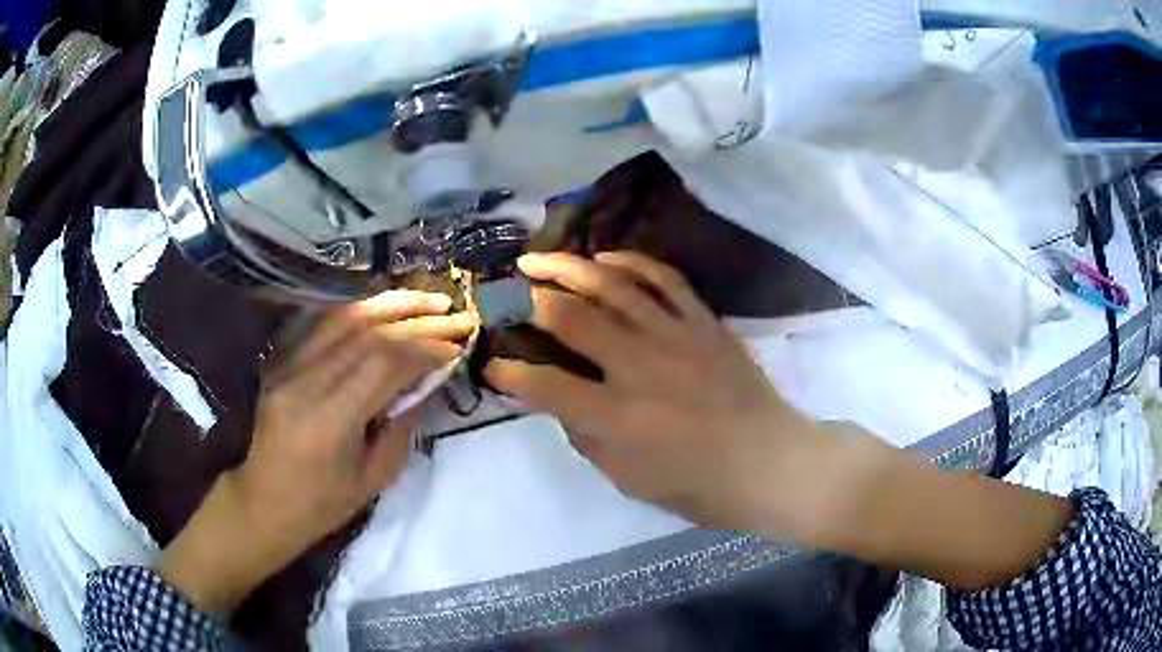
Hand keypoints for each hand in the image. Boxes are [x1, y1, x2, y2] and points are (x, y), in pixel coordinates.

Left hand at [158, 292, 475, 615]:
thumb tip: (430, 379)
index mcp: (329, 420)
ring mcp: (288, 367)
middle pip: (367, 334)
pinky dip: (360, 311)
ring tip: (428, 299)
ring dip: (391, 304)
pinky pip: (324, 325)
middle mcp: (305, 383)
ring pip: (344, 318)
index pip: (384, 364)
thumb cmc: (323, 504)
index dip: (425, 348)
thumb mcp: (374, 477)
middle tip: (455, 314)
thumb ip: (402, 424)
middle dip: (417, 320)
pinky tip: (385, 307)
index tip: (457, 345)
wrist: (265, 502)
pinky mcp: (282, 362)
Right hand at [484, 252, 852, 540]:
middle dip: (526, 302)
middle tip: (504, 293)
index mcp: (618, 417)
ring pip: (612, 286)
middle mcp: (640, 367)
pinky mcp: (704, 322)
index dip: (508, 373)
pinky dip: (631, 262)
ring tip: (536, 259)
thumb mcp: (630, 481)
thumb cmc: (700, 486)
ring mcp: (676, 336)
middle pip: (570, 319)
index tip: (491, 363)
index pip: (544, 386)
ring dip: (566, 267)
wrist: (771, 462)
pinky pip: (664, 279)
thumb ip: (588, 438)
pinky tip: (605, 257)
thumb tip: (560, 402)